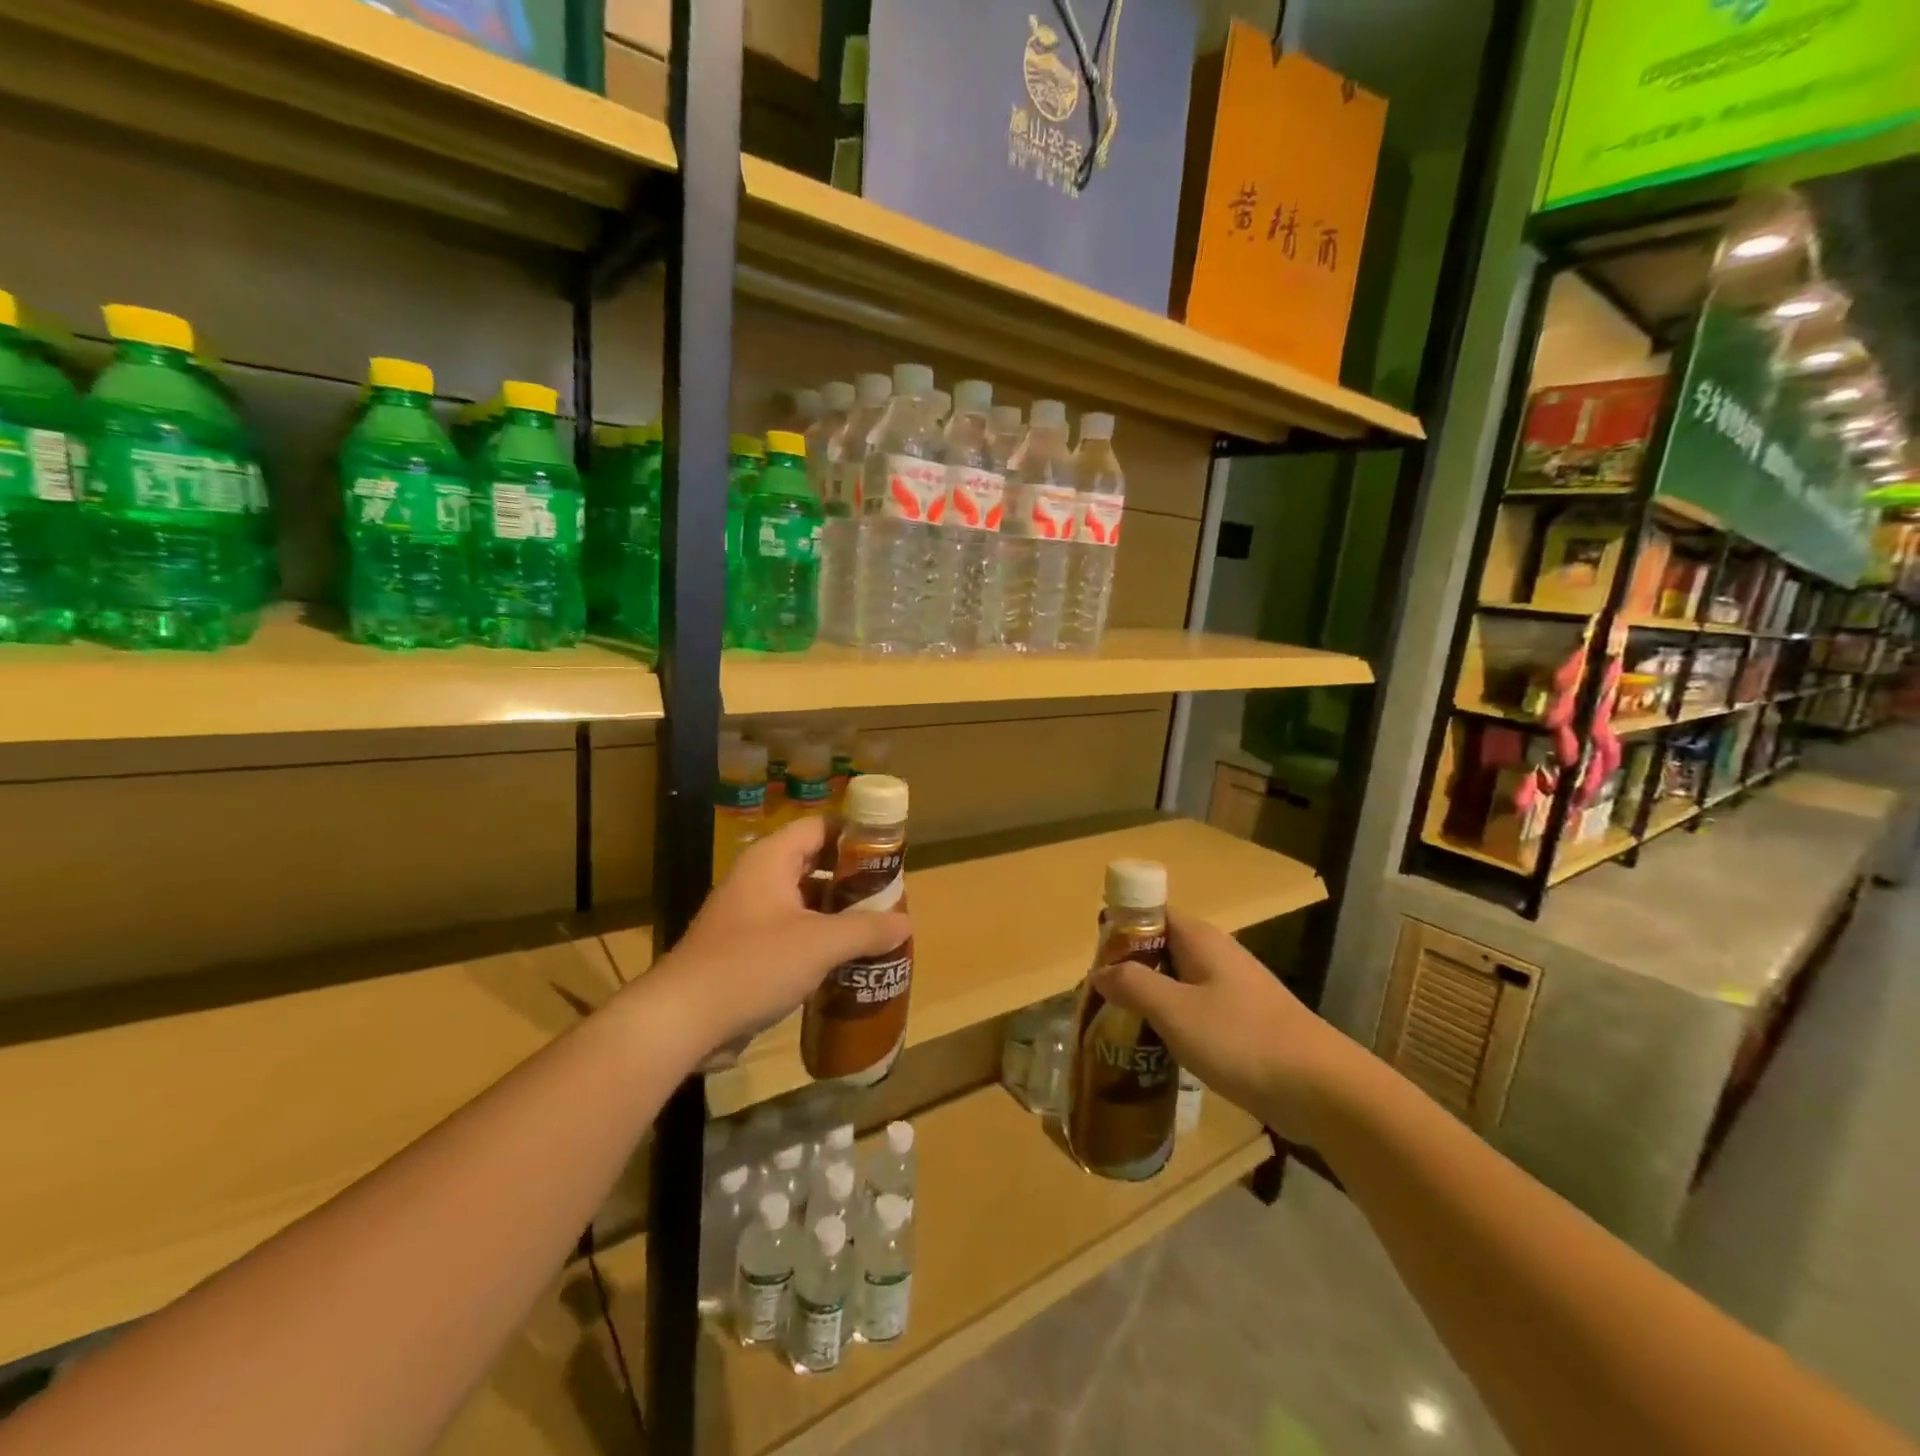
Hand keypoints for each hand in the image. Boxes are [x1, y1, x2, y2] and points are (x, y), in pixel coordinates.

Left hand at [654, 816, 912, 1055]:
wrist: (682, 1020)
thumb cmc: (752, 965)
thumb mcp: (819, 944)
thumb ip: (866, 930)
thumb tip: (905, 923)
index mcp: (771, 860)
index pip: (820, 827)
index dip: (855, 835)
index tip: (889, 853)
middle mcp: (759, 879)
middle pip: (815, 864)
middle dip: (853, 880)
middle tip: (890, 896)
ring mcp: (750, 916)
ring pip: (805, 902)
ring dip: (838, 914)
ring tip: (877, 929)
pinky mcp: (746, 950)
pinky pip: (792, 933)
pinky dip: (819, 940)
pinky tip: (847, 961)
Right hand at [1089, 910, 1368, 1145]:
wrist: (1321, 1089)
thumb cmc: (1242, 1039)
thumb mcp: (1174, 1011)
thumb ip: (1133, 985)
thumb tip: (1101, 972)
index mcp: (1200, 939)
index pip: (1150, 914)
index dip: (1119, 929)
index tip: (1093, 960)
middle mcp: (1216, 955)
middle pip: (1161, 949)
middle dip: (1128, 969)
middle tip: (1098, 1000)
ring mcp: (1232, 989)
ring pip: (1177, 983)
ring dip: (1148, 1000)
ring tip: (1118, 1028)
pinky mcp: (1243, 1022)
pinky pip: (1195, 1011)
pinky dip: (1171, 1023)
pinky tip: (1156, 1051)